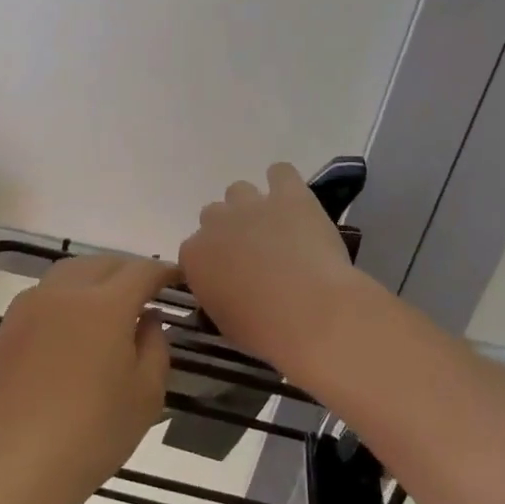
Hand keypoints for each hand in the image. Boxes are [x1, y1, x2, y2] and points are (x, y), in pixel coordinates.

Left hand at [0, 255, 172, 503]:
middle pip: (104, 263)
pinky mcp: (9, 325)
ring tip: (109, 299)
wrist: (18, 466)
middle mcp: (66, 292)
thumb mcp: (147, 394)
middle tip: (146, 290)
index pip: (142, 271)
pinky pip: (45, 292)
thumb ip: (156, 345)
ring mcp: (31, 305)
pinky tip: (72, 321)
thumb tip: (148, 318)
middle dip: (129, 270)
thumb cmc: (94, 433)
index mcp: (106, 305)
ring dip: (95, 276)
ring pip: (70, 271)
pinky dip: (66, 294)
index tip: (178, 278)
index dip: (163, 271)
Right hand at [178, 163, 371, 381]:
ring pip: (239, 190)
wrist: (310, 311)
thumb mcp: (225, 320)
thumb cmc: (265, 330)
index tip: (230, 275)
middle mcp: (216, 222)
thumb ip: (217, 293)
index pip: (194, 249)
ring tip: (275, 226)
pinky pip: (280, 172)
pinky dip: (284, 183)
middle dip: (230, 230)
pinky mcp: (288, 194)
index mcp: (195, 256)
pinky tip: (293, 201)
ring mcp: (252, 204)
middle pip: (214, 215)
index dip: (214, 260)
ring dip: (252, 206)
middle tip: (253, 253)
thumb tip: (227, 286)